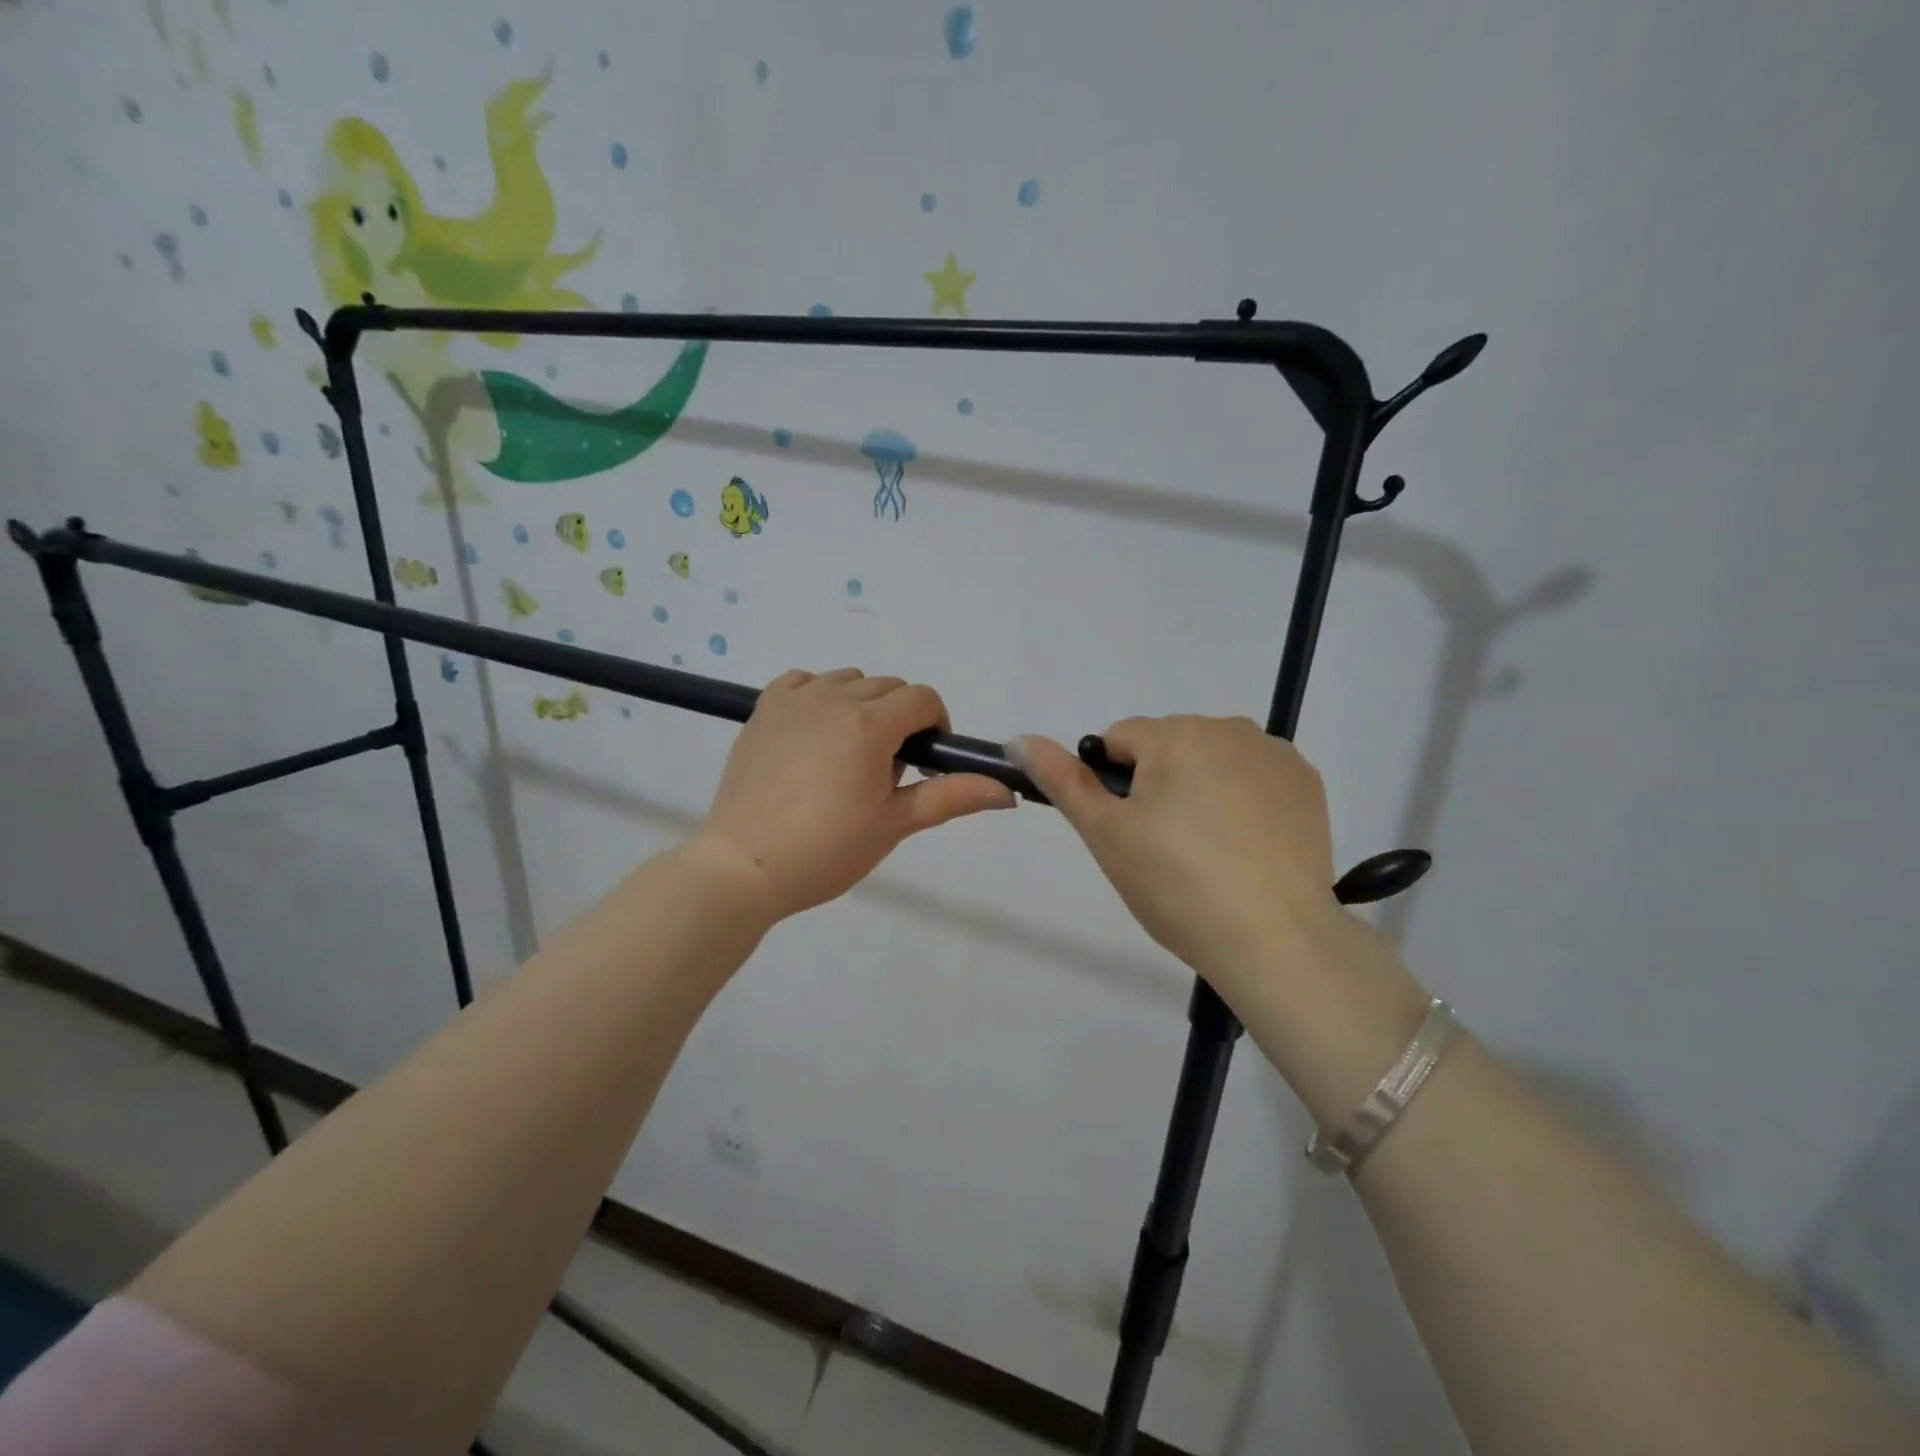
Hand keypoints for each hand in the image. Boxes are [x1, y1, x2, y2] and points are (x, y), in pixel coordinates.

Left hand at [691, 668, 1015, 922]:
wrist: (743, 866)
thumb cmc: (826, 850)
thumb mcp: (894, 824)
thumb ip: (951, 797)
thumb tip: (1007, 791)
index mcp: (870, 724)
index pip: (922, 698)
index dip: (935, 725)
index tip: (924, 761)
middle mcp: (833, 698)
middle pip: (888, 687)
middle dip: (900, 718)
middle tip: (884, 771)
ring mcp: (794, 700)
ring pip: (847, 680)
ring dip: (861, 705)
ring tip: (847, 755)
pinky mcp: (762, 710)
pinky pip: (802, 681)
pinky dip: (818, 696)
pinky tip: (813, 732)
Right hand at [1008, 717, 1343, 991]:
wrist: (1275, 940)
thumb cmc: (1177, 884)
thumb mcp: (1106, 834)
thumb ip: (1062, 780)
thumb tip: (1019, 738)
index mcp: (1176, 735)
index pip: (1119, 740)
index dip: (1112, 786)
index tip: (1128, 832)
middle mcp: (1229, 728)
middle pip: (1168, 747)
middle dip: (1157, 785)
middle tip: (1165, 849)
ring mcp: (1275, 754)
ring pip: (1211, 761)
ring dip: (1200, 789)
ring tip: (1209, 853)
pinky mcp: (1307, 784)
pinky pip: (1254, 777)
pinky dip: (1242, 800)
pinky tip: (1246, 847)